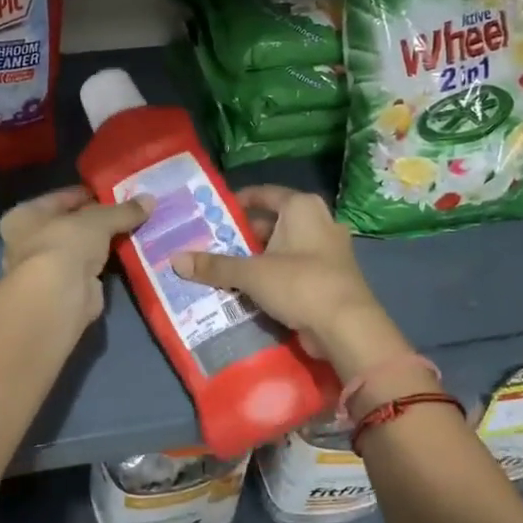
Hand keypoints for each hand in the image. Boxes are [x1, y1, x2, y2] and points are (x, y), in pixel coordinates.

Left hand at [0, 188, 150, 327]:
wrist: (59, 297)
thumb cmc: (64, 244)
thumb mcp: (98, 220)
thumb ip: (122, 211)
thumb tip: (150, 199)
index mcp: (23, 216)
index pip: (60, 198)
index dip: (88, 194)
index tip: (116, 192)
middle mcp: (28, 241)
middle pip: (70, 225)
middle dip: (98, 221)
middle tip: (129, 212)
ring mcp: (46, 269)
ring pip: (80, 248)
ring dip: (103, 244)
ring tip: (134, 231)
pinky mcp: (65, 289)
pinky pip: (90, 269)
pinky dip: (106, 264)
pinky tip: (128, 255)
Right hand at [170, 186, 410, 378]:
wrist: (348, 328)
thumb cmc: (299, 283)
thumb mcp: (251, 273)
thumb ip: (214, 266)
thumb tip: (174, 260)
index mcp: (302, 208)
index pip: (264, 194)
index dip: (237, 201)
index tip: (211, 212)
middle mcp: (319, 222)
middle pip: (272, 223)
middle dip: (241, 235)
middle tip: (209, 245)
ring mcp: (327, 251)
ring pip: (281, 249)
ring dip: (255, 259)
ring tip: (221, 269)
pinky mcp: (329, 278)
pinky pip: (292, 270)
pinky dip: (272, 276)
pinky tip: (248, 290)